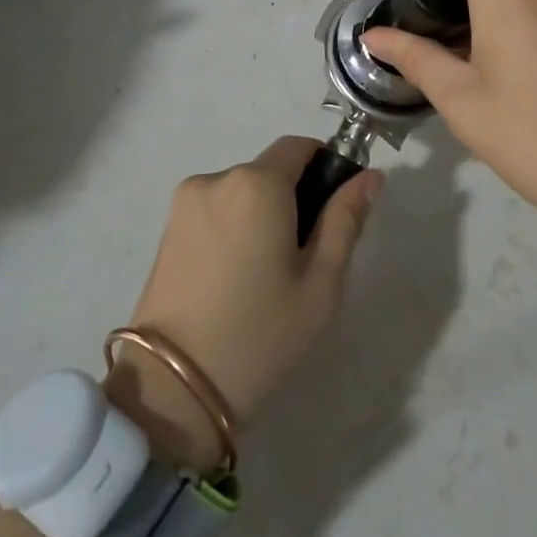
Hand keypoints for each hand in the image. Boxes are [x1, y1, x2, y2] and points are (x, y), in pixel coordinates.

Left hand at [108, 136, 381, 469]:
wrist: (172, 389)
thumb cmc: (260, 334)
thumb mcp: (321, 283)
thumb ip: (346, 220)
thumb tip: (370, 176)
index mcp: (257, 183)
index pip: (299, 146)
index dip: (325, 166)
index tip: (335, 209)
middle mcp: (217, 178)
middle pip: (270, 170)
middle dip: (293, 198)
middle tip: (303, 258)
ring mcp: (186, 202)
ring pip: (243, 191)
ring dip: (261, 214)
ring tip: (265, 275)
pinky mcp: (167, 228)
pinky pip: (216, 209)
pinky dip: (234, 227)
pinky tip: (235, 277)